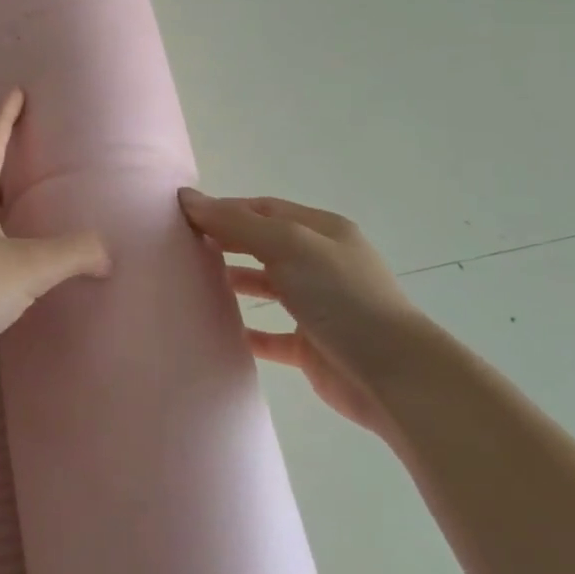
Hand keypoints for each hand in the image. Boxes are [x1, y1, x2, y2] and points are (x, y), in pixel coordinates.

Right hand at [178, 189, 449, 436]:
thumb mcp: (289, 246)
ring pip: (267, 285)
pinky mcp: (311, 346)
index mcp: (321, 231)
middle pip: (263, 243)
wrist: (393, 375)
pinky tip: (218, 329)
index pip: (263, 209)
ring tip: (194, 280)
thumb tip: (188, 198)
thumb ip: (237, 224)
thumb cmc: (341, 297)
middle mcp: (320, 263)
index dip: (223, 208)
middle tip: (181, 244)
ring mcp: (317, 305)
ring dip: (234, 279)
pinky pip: (271, 334)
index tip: (182, 214)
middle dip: (225, 239)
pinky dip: (247, 330)